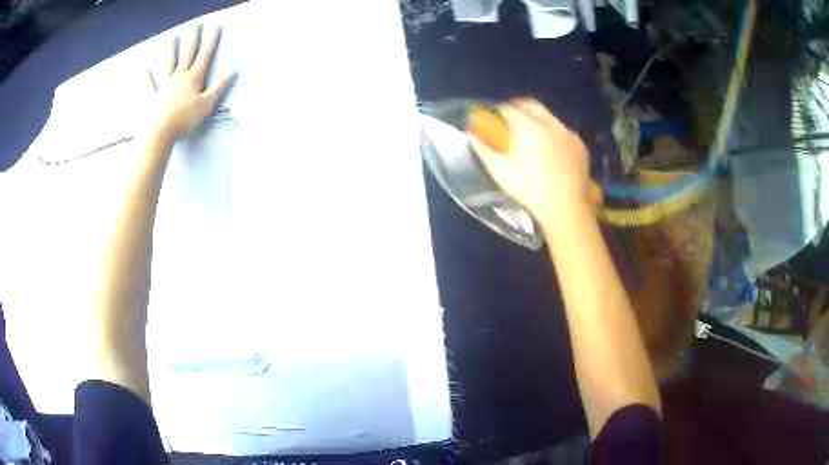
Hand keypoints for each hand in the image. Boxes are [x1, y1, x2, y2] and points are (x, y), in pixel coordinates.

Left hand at [146, 25, 235, 145]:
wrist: (159, 132)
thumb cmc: (185, 119)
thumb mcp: (207, 104)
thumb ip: (219, 87)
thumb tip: (233, 70)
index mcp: (193, 78)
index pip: (205, 56)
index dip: (211, 41)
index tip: (216, 27)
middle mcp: (179, 77)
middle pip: (187, 54)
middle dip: (193, 39)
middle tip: (195, 25)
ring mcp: (164, 86)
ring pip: (169, 64)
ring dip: (171, 50)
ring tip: (172, 38)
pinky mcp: (153, 97)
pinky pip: (151, 86)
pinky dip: (148, 78)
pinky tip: (146, 71)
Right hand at [470, 98, 590, 229]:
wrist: (565, 207)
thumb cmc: (529, 189)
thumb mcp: (500, 171)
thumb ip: (483, 150)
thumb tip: (471, 135)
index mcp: (527, 126)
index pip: (508, 109)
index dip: (499, 111)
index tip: (494, 117)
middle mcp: (549, 123)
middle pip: (531, 104)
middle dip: (518, 106)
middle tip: (511, 117)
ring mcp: (567, 132)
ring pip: (549, 116)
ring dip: (537, 118)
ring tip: (532, 133)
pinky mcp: (579, 144)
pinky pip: (563, 130)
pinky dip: (554, 132)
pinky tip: (551, 147)